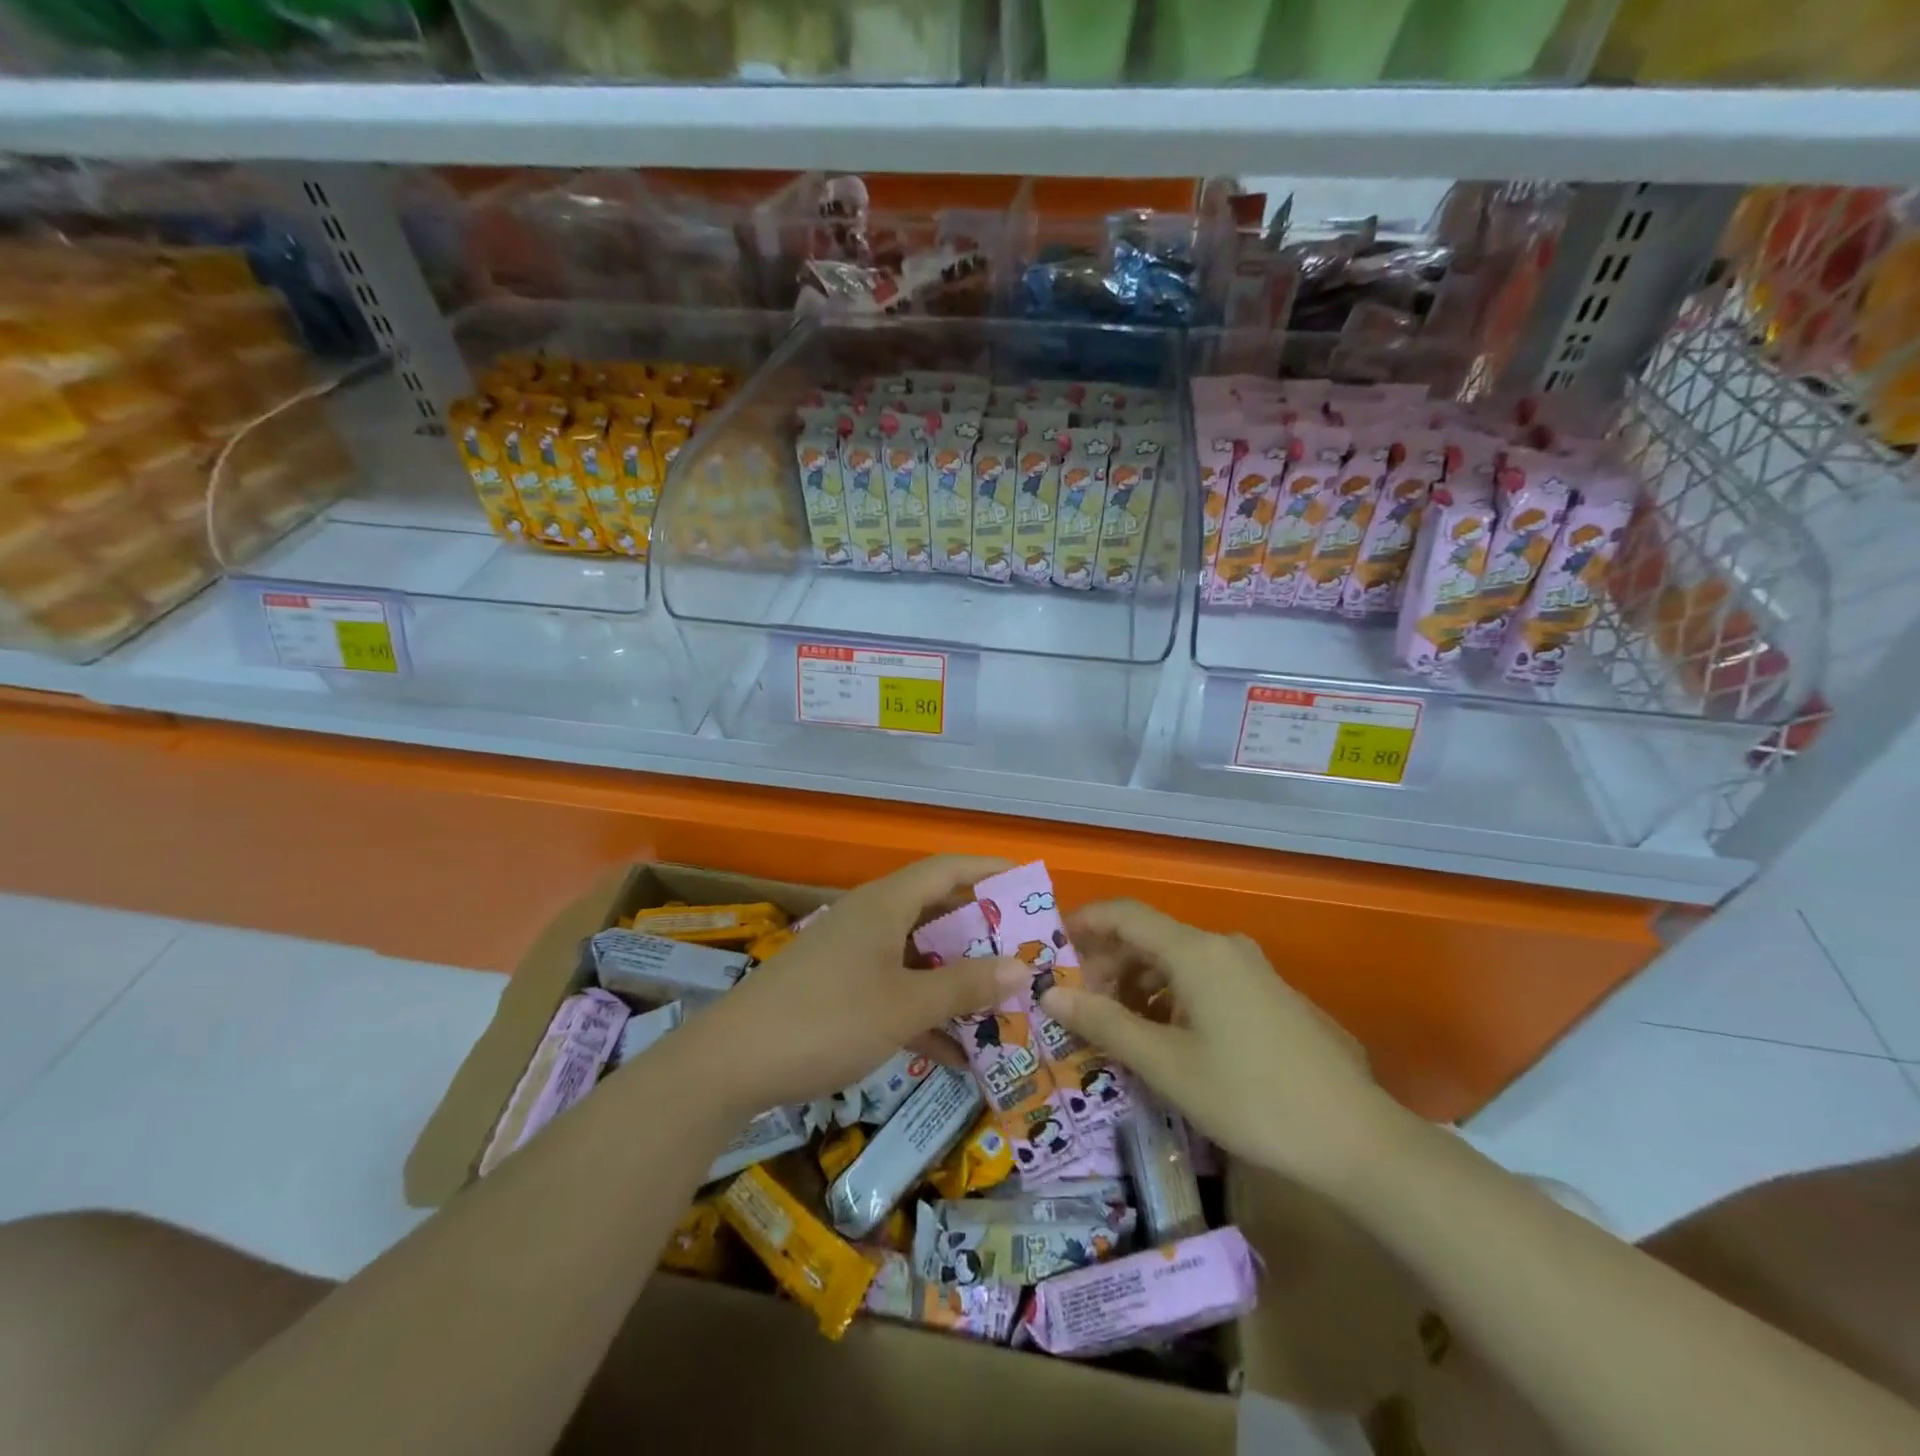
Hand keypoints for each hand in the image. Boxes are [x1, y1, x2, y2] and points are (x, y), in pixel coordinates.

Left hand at [696, 855, 1026, 1112]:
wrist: (731, 1063)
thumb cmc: (827, 1020)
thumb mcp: (904, 1006)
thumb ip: (964, 987)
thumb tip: (1021, 967)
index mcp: (886, 905)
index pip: (947, 869)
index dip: (989, 870)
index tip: (1030, 882)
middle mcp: (871, 920)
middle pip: (936, 913)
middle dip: (981, 934)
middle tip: (1025, 953)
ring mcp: (853, 956)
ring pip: (918, 957)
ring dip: (956, 979)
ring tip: (1003, 1003)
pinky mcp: (839, 990)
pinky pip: (895, 990)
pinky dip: (925, 1011)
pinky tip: (957, 1052)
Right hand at [1041, 900, 1399, 1192]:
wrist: (1355, 1139)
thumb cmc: (1250, 1096)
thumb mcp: (1167, 1064)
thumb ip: (1105, 1023)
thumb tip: (1050, 995)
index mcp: (1196, 951)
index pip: (1125, 914)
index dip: (1084, 924)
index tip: (1051, 950)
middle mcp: (1223, 947)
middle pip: (1149, 937)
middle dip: (1108, 965)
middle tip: (1079, 1005)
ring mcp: (1250, 969)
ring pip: (1176, 961)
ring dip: (1137, 985)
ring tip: (1115, 1028)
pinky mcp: (1266, 995)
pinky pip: (1202, 980)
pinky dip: (1170, 998)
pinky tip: (1163, 1039)